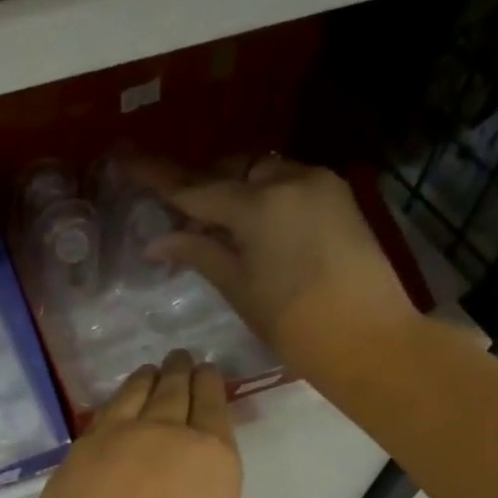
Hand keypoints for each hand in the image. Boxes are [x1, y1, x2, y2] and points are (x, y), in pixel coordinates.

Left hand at [0, 351, 260, 497]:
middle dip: (183, 371)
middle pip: (176, 392)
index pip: (215, 408)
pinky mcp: (77, 452)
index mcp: (213, 460)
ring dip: (149, 377)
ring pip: (137, 394)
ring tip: (153, 369)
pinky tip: (117, 403)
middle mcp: (166, 436)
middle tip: (183, 356)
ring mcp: (115, 440)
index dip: (213, 387)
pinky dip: (116, 399)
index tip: (210, 371)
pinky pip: (103, 413)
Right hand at [132, 154, 419, 381]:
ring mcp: (319, 184)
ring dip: (232, 188)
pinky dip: (261, 195)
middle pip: (230, 171)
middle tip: (175, 213)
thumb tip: (158, 239)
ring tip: (213, 221)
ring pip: (260, 172)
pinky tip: (250, 224)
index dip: (157, 176)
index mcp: (259, 204)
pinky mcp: (338, 197)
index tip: (125, 158)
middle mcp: (290, 179)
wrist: (371, 339)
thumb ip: (198, 251)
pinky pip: (286, 183)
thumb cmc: (294, 323)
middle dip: (200, 185)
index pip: (194, 187)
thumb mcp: (237, 287)